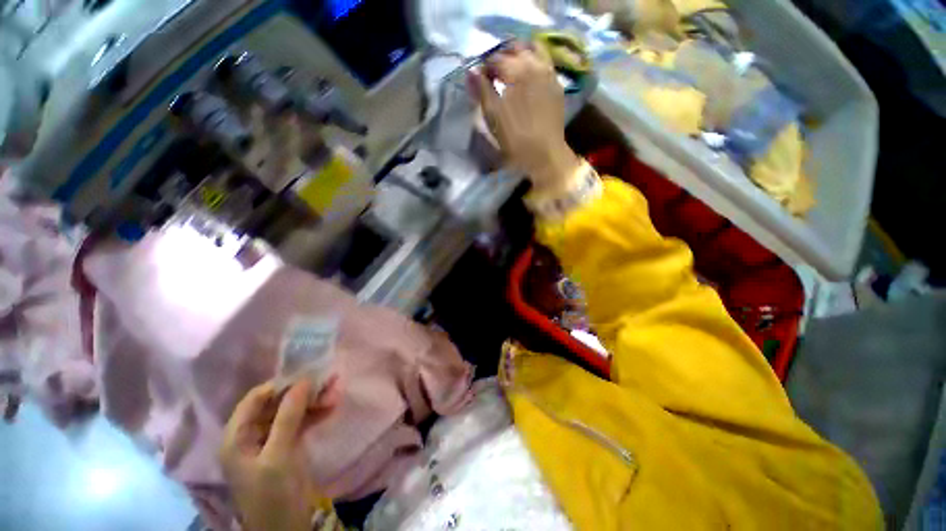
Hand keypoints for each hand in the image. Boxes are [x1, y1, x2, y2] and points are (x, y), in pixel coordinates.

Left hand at [220, 378, 340, 530]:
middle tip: (328, 381)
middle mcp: (252, 435)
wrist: (286, 527)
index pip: (255, 400)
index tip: (306, 375)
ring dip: (313, 401)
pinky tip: (332, 406)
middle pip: (277, 403)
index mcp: (237, 437)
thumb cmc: (272, 494)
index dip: (279, 385)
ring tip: (336, 392)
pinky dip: (316, 413)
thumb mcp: (278, 455)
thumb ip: (288, 417)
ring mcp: (272, 440)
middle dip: (303, 392)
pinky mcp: (288, 445)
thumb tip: (302, 381)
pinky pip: (302, 422)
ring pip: (292, 411)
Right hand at [468, 43, 581, 193]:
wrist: (545, 154)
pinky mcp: (557, 85)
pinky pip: (545, 63)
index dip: (484, 67)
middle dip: (501, 56)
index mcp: (517, 70)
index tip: (479, 80)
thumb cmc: (516, 138)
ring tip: (511, 71)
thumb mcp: (493, 116)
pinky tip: (528, 79)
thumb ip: (481, 90)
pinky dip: (533, 63)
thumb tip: (471, 71)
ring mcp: (549, 73)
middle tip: (493, 74)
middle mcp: (535, 64)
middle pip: (515, 48)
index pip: (495, 58)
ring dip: (519, 55)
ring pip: (533, 50)